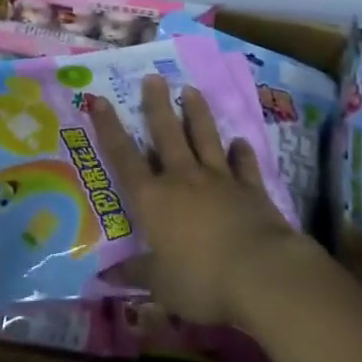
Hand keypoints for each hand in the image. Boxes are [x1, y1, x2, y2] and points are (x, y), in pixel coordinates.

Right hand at [90, 75, 312, 327]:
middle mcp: (182, 179)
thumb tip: (102, 278)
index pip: (124, 157)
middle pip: (166, 134)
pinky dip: (240, 152)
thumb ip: (134, 273)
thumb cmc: (201, 280)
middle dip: (157, 105)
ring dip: (197, 114)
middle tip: (153, 77)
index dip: (109, 128)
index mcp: (153, 199)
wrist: (262, 274)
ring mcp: (219, 180)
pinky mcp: (251, 189)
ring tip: (191, 90)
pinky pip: (243, 164)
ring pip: (204, 138)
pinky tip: (239, 141)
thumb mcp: (160, 284)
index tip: (98, 100)